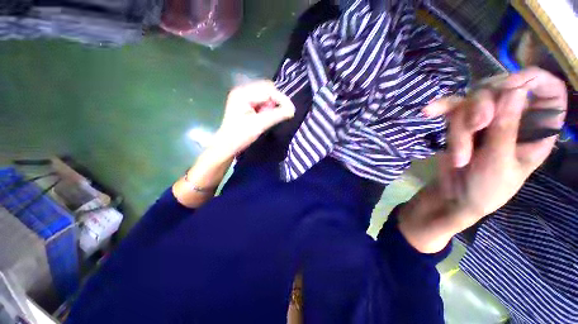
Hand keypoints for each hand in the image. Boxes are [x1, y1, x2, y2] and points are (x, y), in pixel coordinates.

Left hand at [173, 81, 294, 207]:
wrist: (222, 151)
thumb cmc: (235, 140)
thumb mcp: (256, 127)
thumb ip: (274, 115)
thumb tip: (292, 110)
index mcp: (242, 95)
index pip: (269, 89)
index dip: (282, 99)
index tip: (292, 112)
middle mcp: (243, 95)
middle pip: (269, 92)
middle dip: (280, 102)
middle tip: (288, 115)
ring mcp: (246, 103)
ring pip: (268, 99)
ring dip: (277, 108)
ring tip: (282, 119)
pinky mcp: (249, 111)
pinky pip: (265, 106)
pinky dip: (272, 111)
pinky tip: (275, 120)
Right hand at [399, 67, 566, 252]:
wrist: (448, 202)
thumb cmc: (480, 193)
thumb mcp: (500, 164)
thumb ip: (510, 126)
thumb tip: (517, 90)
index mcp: (536, 134)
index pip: (548, 92)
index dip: (534, 81)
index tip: (515, 84)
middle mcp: (512, 123)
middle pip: (504, 92)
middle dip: (486, 105)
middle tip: (475, 124)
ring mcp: (483, 125)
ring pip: (472, 103)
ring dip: (459, 122)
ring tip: (453, 151)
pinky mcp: (457, 130)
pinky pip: (450, 113)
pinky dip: (439, 112)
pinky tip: (426, 114)